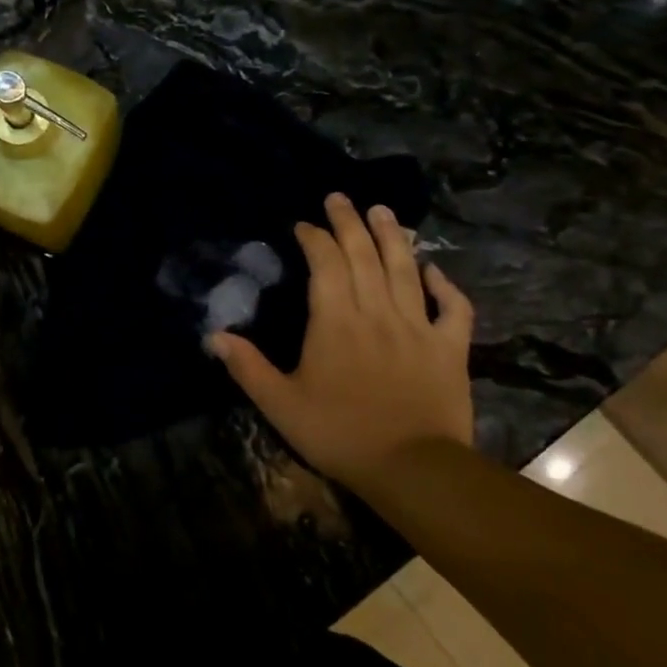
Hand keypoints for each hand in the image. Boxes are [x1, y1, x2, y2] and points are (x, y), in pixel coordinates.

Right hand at [211, 194, 474, 490]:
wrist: (412, 468)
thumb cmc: (339, 433)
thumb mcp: (280, 404)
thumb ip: (247, 366)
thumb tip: (213, 335)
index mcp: (335, 321)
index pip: (325, 263)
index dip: (314, 238)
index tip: (303, 225)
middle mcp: (376, 313)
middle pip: (364, 255)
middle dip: (349, 222)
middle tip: (339, 198)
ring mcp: (417, 327)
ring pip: (404, 270)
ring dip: (393, 237)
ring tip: (382, 211)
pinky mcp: (450, 348)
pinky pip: (453, 308)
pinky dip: (445, 285)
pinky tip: (433, 270)